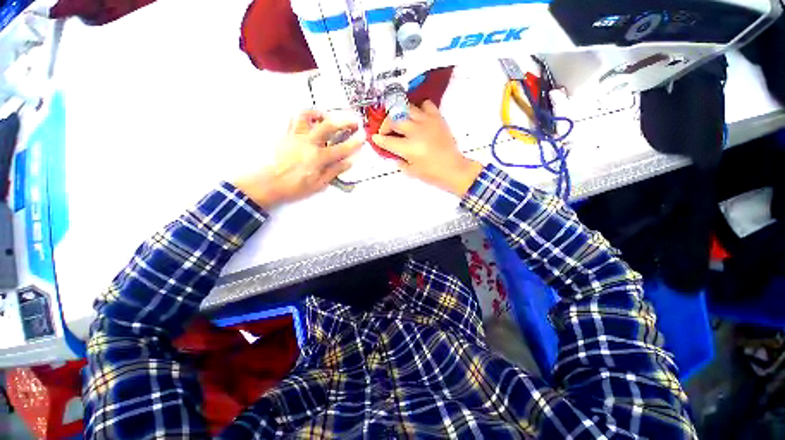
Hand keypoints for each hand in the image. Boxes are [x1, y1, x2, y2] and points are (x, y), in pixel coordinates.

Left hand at [233, 110, 362, 208]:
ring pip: (307, 116)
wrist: (271, 183)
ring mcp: (296, 136)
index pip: (342, 148)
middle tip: (353, 121)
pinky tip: (310, 121)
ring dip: (320, 113)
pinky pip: (294, 119)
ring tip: (327, 116)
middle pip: (328, 125)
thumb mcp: (319, 183)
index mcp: (318, 158)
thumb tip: (349, 162)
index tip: (364, 136)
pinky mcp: (286, 134)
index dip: (355, 142)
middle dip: (344, 121)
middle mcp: (308, 143)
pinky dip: (304, 117)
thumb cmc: (297, 186)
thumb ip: (334, 171)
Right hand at [372, 100, 481, 195]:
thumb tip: (394, 155)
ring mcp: (427, 122)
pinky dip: (419, 109)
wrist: (453, 169)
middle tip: (386, 131)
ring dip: (400, 115)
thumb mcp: (412, 171)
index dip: (378, 139)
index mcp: (409, 148)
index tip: (375, 138)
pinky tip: (418, 117)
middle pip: (394, 119)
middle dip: (386, 125)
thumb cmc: (432, 173)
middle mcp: (416, 132)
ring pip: (407, 108)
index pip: (387, 140)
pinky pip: (426, 105)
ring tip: (400, 122)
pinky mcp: (437, 118)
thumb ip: (400, 162)